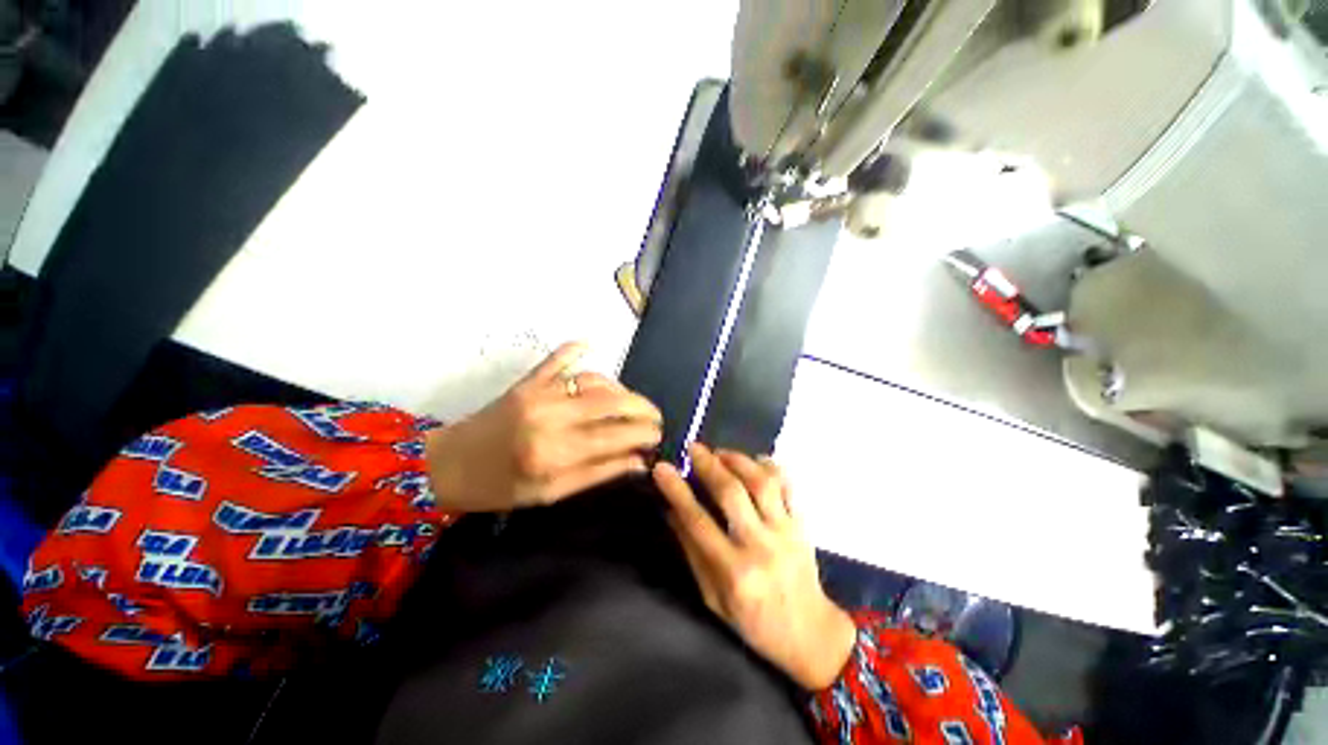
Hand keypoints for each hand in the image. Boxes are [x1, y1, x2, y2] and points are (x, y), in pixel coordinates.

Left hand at [425, 342, 662, 511]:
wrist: (447, 465)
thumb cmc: (499, 488)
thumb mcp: (550, 494)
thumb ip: (597, 474)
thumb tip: (638, 462)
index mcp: (554, 453)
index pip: (615, 436)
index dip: (643, 433)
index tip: (659, 437)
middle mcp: (550, 417)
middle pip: (611, 402)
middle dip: (643, 408)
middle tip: (655, 418)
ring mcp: (538, 393)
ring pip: (594, 381)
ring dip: (619, 390)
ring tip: (630, 405)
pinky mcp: (527, 381)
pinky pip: (556, 359)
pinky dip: (574, 349)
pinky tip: (588, 344)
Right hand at [652, 444, 856, 690]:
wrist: (809, 633)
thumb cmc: (753, 621)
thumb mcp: (713, 598)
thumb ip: (692, 553)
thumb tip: (671, 512)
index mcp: (733, 572)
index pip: (698, 521)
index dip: (676, 491)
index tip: (662, 468)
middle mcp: (760, 546)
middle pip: (732, 493)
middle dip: (708, 465)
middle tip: (693, 448)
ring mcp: (785, 532)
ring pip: (762, 482)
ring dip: (738, 460)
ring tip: (721, 452)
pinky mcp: (802, 524)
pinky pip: (788, 486)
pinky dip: (771, 467)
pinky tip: (756, 460)